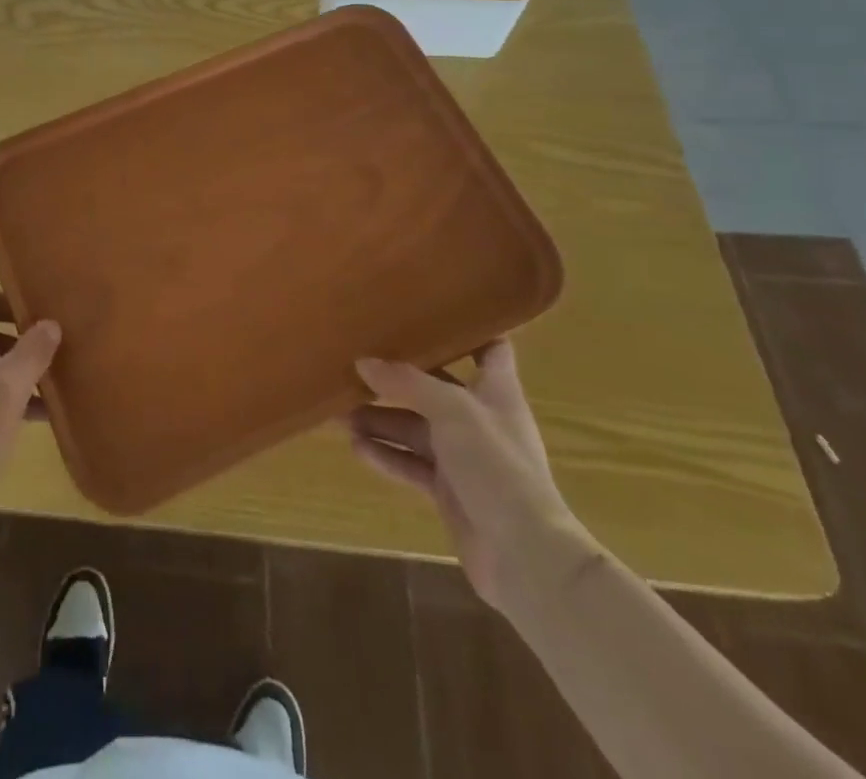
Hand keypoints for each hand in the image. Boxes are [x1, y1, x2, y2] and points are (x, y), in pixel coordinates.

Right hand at [348, 341, 592, 612]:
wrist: (525, 556)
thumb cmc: (498, 466)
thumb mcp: (452, 411)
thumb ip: (407, 383)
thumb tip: (362, 362)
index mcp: (496, 391)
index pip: (490, 348)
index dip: (468, 328)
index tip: (430, 309)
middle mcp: (480, 418)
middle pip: (434, 388)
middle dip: (396, 379)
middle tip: (355, 364)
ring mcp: (464, 457)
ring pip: (415, 428)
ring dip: (381, 420)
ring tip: (340, 413)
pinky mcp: (449, 490)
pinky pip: (411, 464)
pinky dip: (386, 455)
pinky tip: (356, 448)